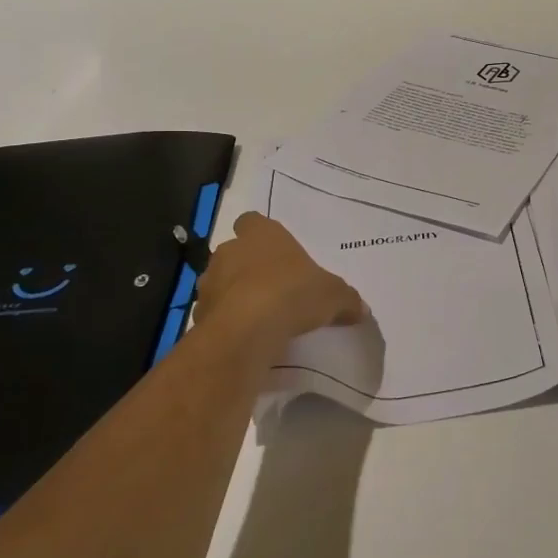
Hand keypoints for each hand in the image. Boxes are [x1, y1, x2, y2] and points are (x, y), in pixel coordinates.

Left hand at [195, 213, 365, 346]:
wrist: (246, 331)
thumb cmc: (293, 294)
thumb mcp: (334, 296)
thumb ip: (346, 299)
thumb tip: (360, 308)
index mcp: (263, 234)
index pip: (253, 221)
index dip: (262, 234)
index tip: (277, 252)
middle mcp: (230, 250)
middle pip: (236, 251)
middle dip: (249, 266)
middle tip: (273, 287)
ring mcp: (210, 281)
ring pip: (221, 281)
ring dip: (235, 294)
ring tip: (259, 315)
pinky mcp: (198, 313)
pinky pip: (215, 313)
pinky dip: (227, 321)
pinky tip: (246, 336)